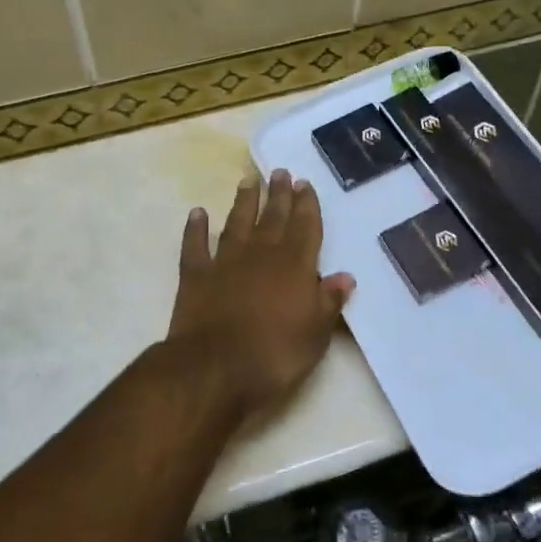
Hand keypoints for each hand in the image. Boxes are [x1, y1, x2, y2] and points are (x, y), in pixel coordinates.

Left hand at [166, 169, 355, 426]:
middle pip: (273, 218)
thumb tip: (345, 276)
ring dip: (244, 202)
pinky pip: (195, 245)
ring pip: (237, 223)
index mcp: (294, 266)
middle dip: (279, 194)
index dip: (306, 205)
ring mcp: (225, 262)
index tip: (304, 183)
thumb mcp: (316, 334)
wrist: (215, 368)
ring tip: (248, 182)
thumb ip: (329, 302)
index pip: (305, 227)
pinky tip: (197, 213)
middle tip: (280, 172)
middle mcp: (261, 254)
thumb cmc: (275, 354)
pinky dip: (195, 228)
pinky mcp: (195, 275)